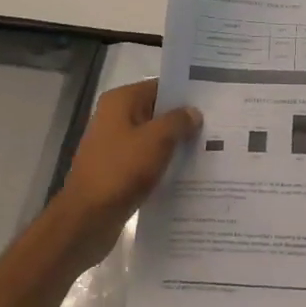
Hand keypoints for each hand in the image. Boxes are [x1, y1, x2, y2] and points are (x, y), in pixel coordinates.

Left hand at [48, 80, 200, 267]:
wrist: (87, 219)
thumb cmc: (121, 171)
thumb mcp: (156, 140)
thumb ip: (178, 121)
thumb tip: (193, 112)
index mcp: (120, 101)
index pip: (159, 87)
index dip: (185, 94)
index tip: (212, 103)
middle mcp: (114, 117)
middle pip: (156, 112)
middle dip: (183, 121)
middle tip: (217, 128)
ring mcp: (114, 145)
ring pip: (152, 138)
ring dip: (175, 144)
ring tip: (209, 150)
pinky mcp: (117, 169)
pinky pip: (146, 159)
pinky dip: (163, 163)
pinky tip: (188, 172)